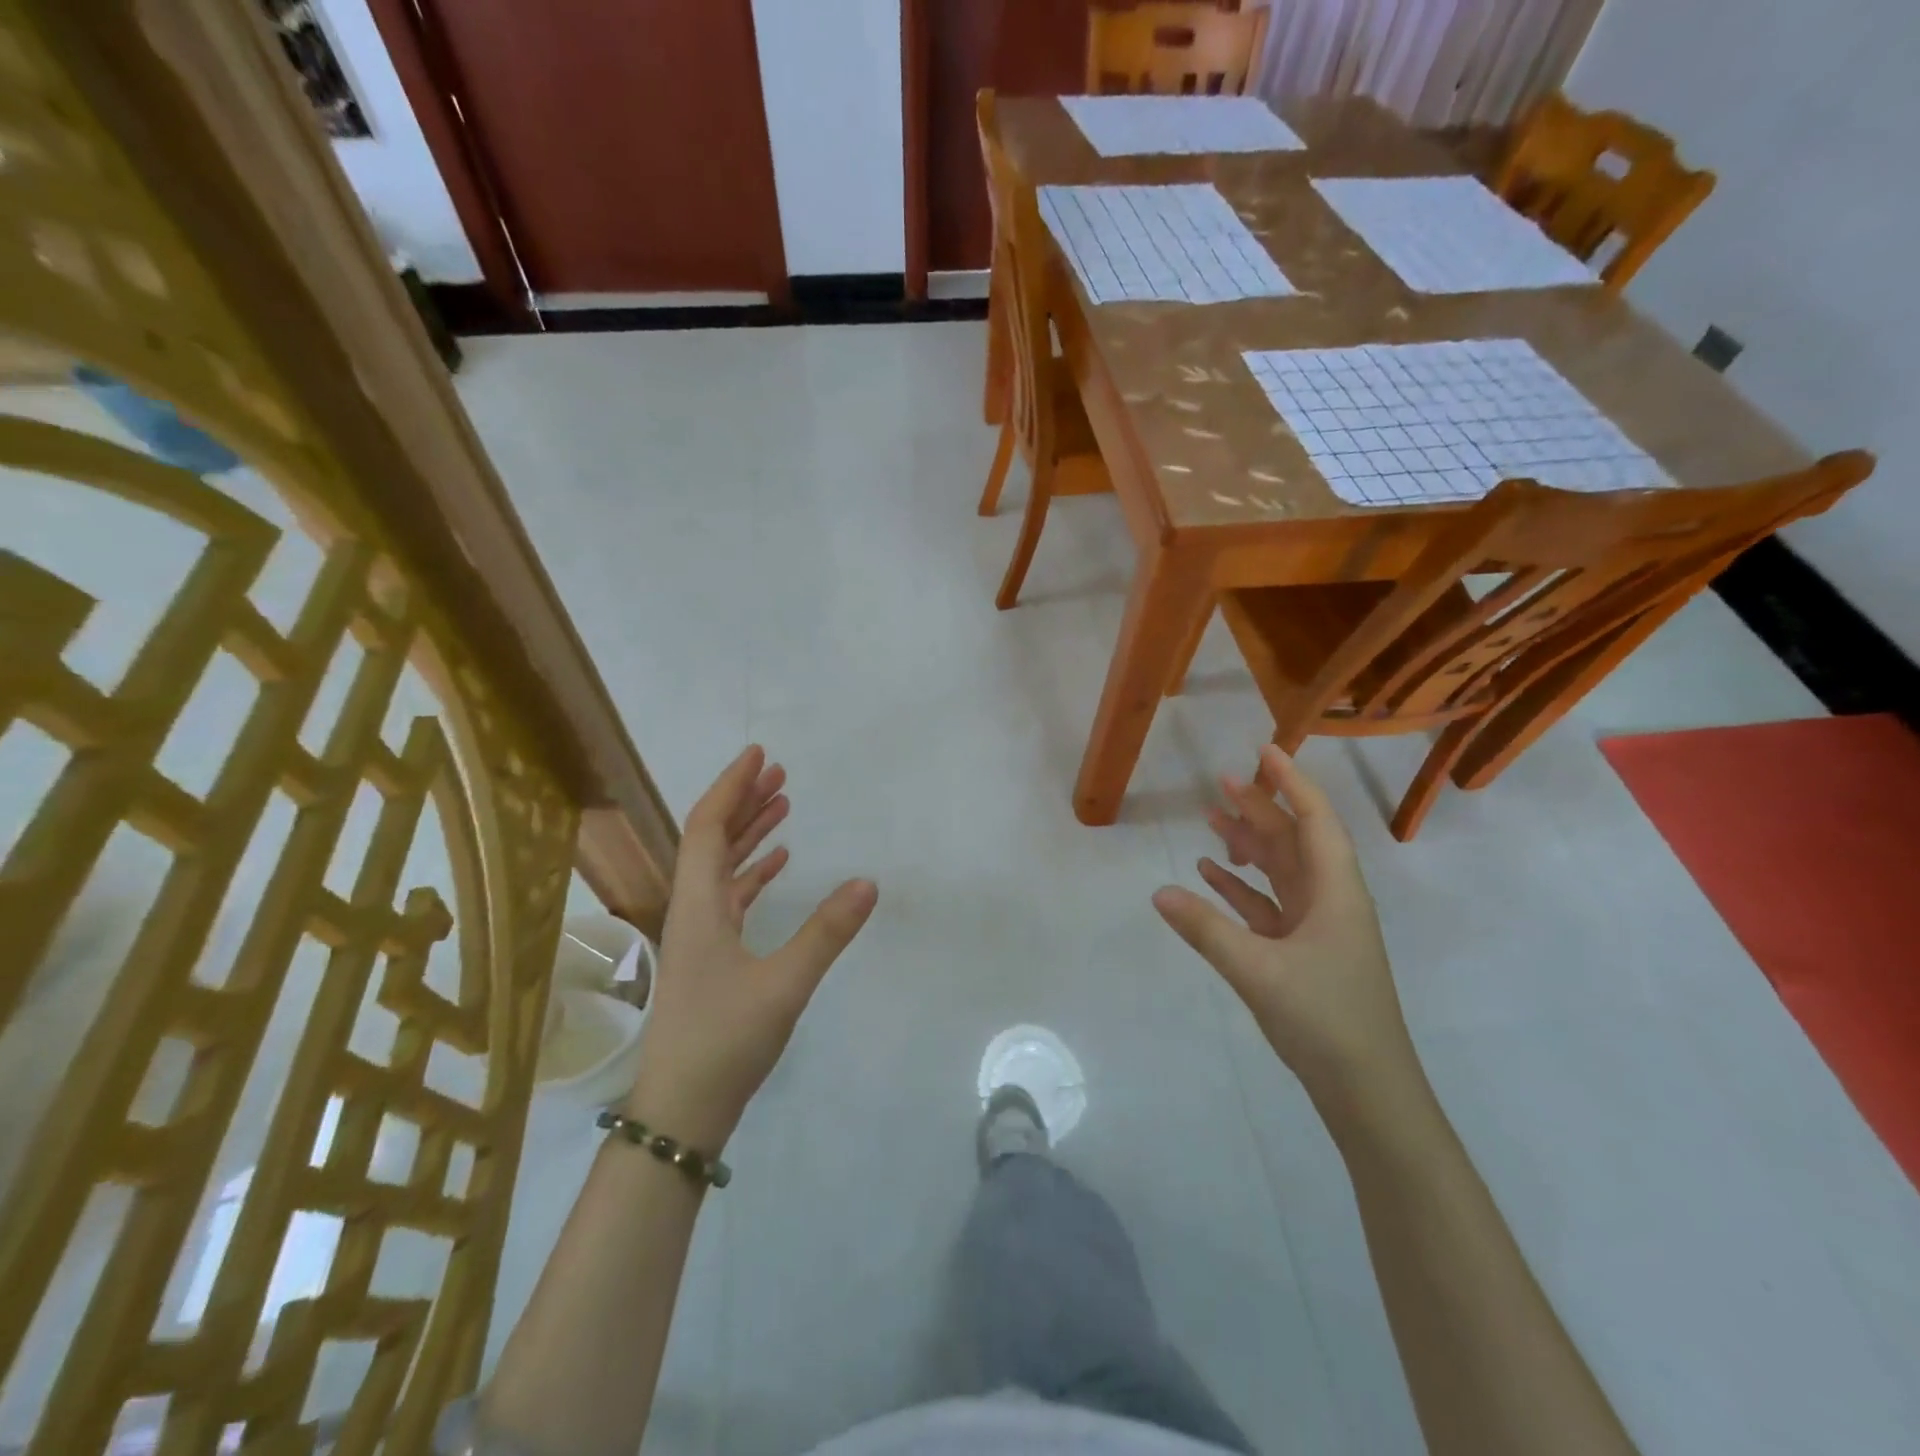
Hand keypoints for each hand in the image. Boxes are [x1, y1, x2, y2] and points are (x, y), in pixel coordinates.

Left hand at [627, 746, 877, 1149]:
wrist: (682, 1110)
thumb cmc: (725, 1041)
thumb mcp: (784, 985)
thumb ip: (827, 932)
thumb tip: (868, 882)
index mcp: (698, 905)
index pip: (707, 827)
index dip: (730, 787)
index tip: (758, 756)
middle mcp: (692, 909)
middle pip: (711, 839)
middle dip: (743, 801)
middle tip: (778, 773)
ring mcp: (699, 934)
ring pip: (722, 867)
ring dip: (750, 833)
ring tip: (783, 805)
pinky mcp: (711, 956)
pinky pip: (731, 896)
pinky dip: (754, 872)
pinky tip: (779, 864)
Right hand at [1152, 746, 1414, 1105]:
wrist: (1367, 1091)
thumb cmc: (1325, 1019)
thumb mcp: (1258, 971)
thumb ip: (1206, 929)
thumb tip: (1159, 892)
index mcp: (1335, 891)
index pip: (1314, 820)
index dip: (1291, 782)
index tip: (1264, 751)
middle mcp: (1329, 900)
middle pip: (1293, 840)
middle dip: (1260, 807)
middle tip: (1221, 781)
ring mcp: (1316, 927)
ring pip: (1280, 871)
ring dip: (1248, 844)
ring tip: (1212, 819)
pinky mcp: (1301, 952)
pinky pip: (1267, 905)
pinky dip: (1241, 887)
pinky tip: (1211, 875)